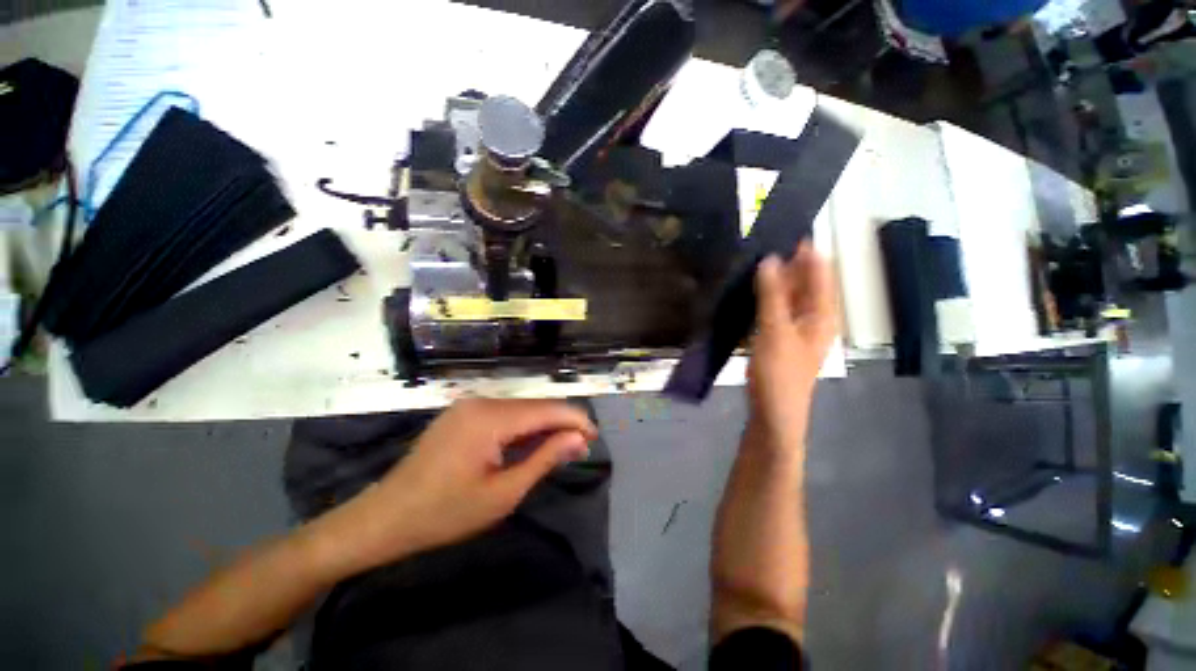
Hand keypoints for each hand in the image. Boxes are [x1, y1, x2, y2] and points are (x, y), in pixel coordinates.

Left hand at [308, 398, 596, 575]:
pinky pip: (503, 414)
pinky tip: (531, 444)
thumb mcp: (503, 493)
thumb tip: (578, 439)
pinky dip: (523, 428)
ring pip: (521, 409)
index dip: (575, 420)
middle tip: (579, 449)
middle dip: (561, 425)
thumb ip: (544, 459)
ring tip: (561, 449)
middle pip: (535, 406)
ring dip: (543, 427)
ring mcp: (469, 405)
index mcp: (490, 418)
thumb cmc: (445, 513)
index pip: (546, 409)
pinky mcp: (463, 413)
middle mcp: (481, 401)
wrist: (384, 517)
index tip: (594, 438)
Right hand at [747, 241, 837, 450]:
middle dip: (787, 262)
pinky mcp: (777, 338)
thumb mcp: (776, 332)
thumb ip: (773, 295)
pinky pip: (773, 309)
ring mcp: (794, 329)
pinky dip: (764, 297)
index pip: (819, 272)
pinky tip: (748, 291)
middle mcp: (813, 318)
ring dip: (773, 279)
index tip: (786, 226)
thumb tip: (770, 259)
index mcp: (822, 314)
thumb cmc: (780, 374)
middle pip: (804, 282)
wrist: (773, 415)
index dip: (806, 250)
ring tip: (752, 260)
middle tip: (762, 240)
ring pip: (787, 296)